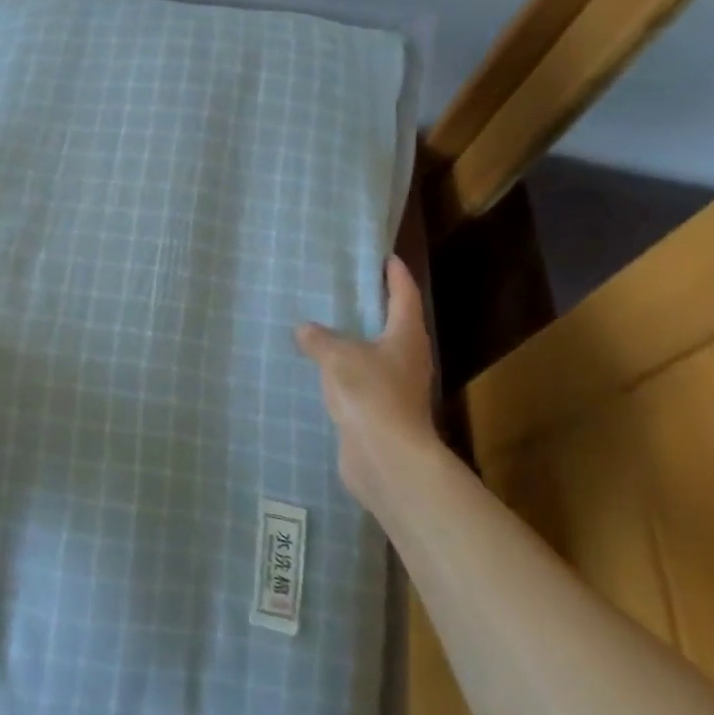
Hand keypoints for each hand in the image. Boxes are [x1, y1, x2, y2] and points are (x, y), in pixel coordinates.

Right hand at [295, 256, 438, 518]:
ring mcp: (398, 387)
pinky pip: (363, 381)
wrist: (386, 457)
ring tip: (330, 327)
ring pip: (378, 355)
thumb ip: (319, 338)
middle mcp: (408, 358)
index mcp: (406, 335)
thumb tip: (305, 329)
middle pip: (395, 324)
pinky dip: (347, 371)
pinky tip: (324, 370)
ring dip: (359, 342)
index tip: (386, 257)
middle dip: (376, 307)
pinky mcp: (383, 412)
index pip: (404, 295)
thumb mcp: (338, 356)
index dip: (396, 275)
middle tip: (350, 288)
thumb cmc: (371, 393)